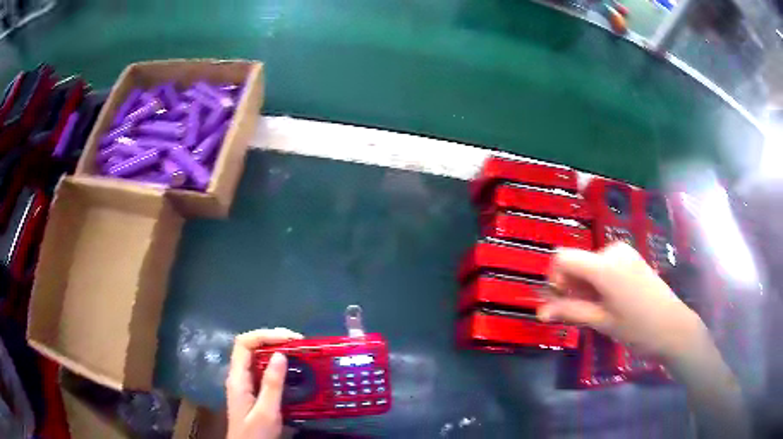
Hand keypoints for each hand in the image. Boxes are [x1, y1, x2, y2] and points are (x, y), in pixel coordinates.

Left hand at [226, 328, 302, 438]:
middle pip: (251, 347)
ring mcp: (245, 384)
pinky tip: (292, 371)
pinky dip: (278, 366)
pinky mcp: (253, 392)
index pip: (244, 343)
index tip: (290, 339)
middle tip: (300, 345)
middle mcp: (239, 376)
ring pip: (258, 359)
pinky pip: (264, 371)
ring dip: (277, 352)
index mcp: (237, 378)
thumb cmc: (255, 434)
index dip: (265, 335)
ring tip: (299, 354)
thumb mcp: (266, 412)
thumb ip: (272, 384)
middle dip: (274, 340)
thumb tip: (281, 354)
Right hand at [537, 242, 705, 359]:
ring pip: (590, 265)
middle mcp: (612, 251)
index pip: (563, 257)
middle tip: (581, 313)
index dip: (554, 278)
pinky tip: (610, 300)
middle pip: (577, 262)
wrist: (672, 326)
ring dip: (585, 286)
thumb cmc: (637, 327)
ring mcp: (624, 252)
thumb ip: (569, 312)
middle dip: (572, 286)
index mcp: (603, 265)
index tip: (560, 300)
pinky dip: (599, 281)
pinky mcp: (631, 257)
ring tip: (598, 310)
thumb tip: (539, 312)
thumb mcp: (601, 322)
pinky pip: (604, 265)